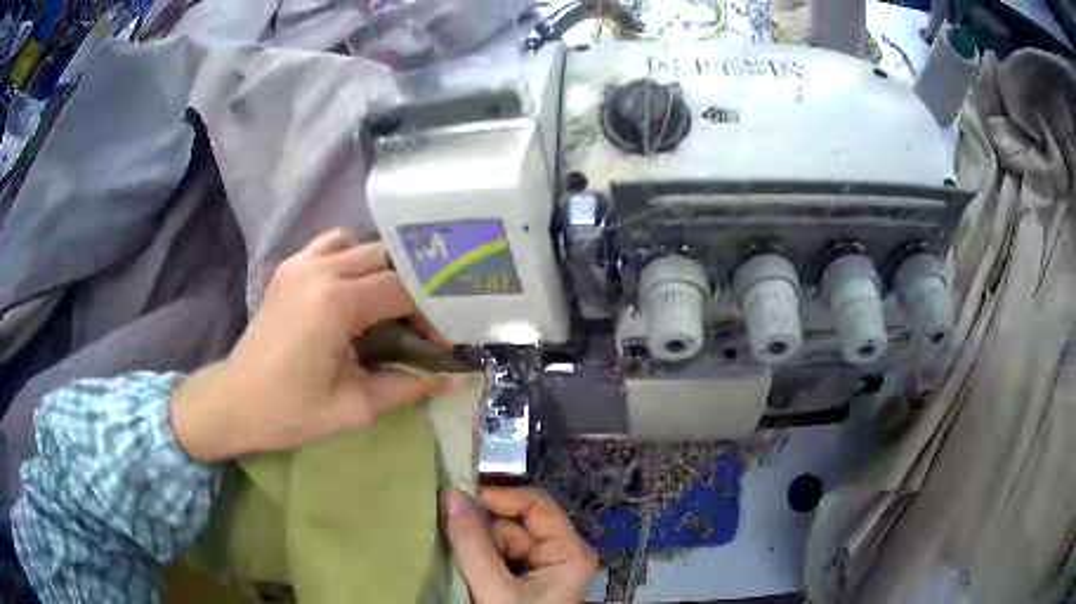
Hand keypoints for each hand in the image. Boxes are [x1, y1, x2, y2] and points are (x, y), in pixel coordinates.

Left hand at [170, 229, 448, 461]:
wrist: (236, 403)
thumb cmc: (291, 411)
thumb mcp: (356, 406)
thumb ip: (410, 385)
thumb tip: (460, 377)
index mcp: (335, 301)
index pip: (403, 288)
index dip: (431, 312)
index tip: (442, 342)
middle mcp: (320, 268)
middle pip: (388, 259)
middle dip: (414, 289)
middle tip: (423, 326)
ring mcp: (301, 262)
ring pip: (363, 245)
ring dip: (386, 270)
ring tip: (393, 305)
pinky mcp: (290, 267)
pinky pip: (333, 244)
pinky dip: (354, 257)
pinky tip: (357, 288)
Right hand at [443, 487, 597, 603]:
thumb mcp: (496, 588)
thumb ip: (473, 544)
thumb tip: (451, 494)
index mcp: (568, 552)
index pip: (536, 506)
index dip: (501, 497)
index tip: (460, 496)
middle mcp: (556, 556)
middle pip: (512, 526)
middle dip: (480, 533)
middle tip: (445, 535)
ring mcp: (537, 571)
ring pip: (497, 544)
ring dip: (473, 551)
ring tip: (455, 565)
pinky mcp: (520, 585)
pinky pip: (492, 560)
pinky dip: (474, 563)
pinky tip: (462, 575)